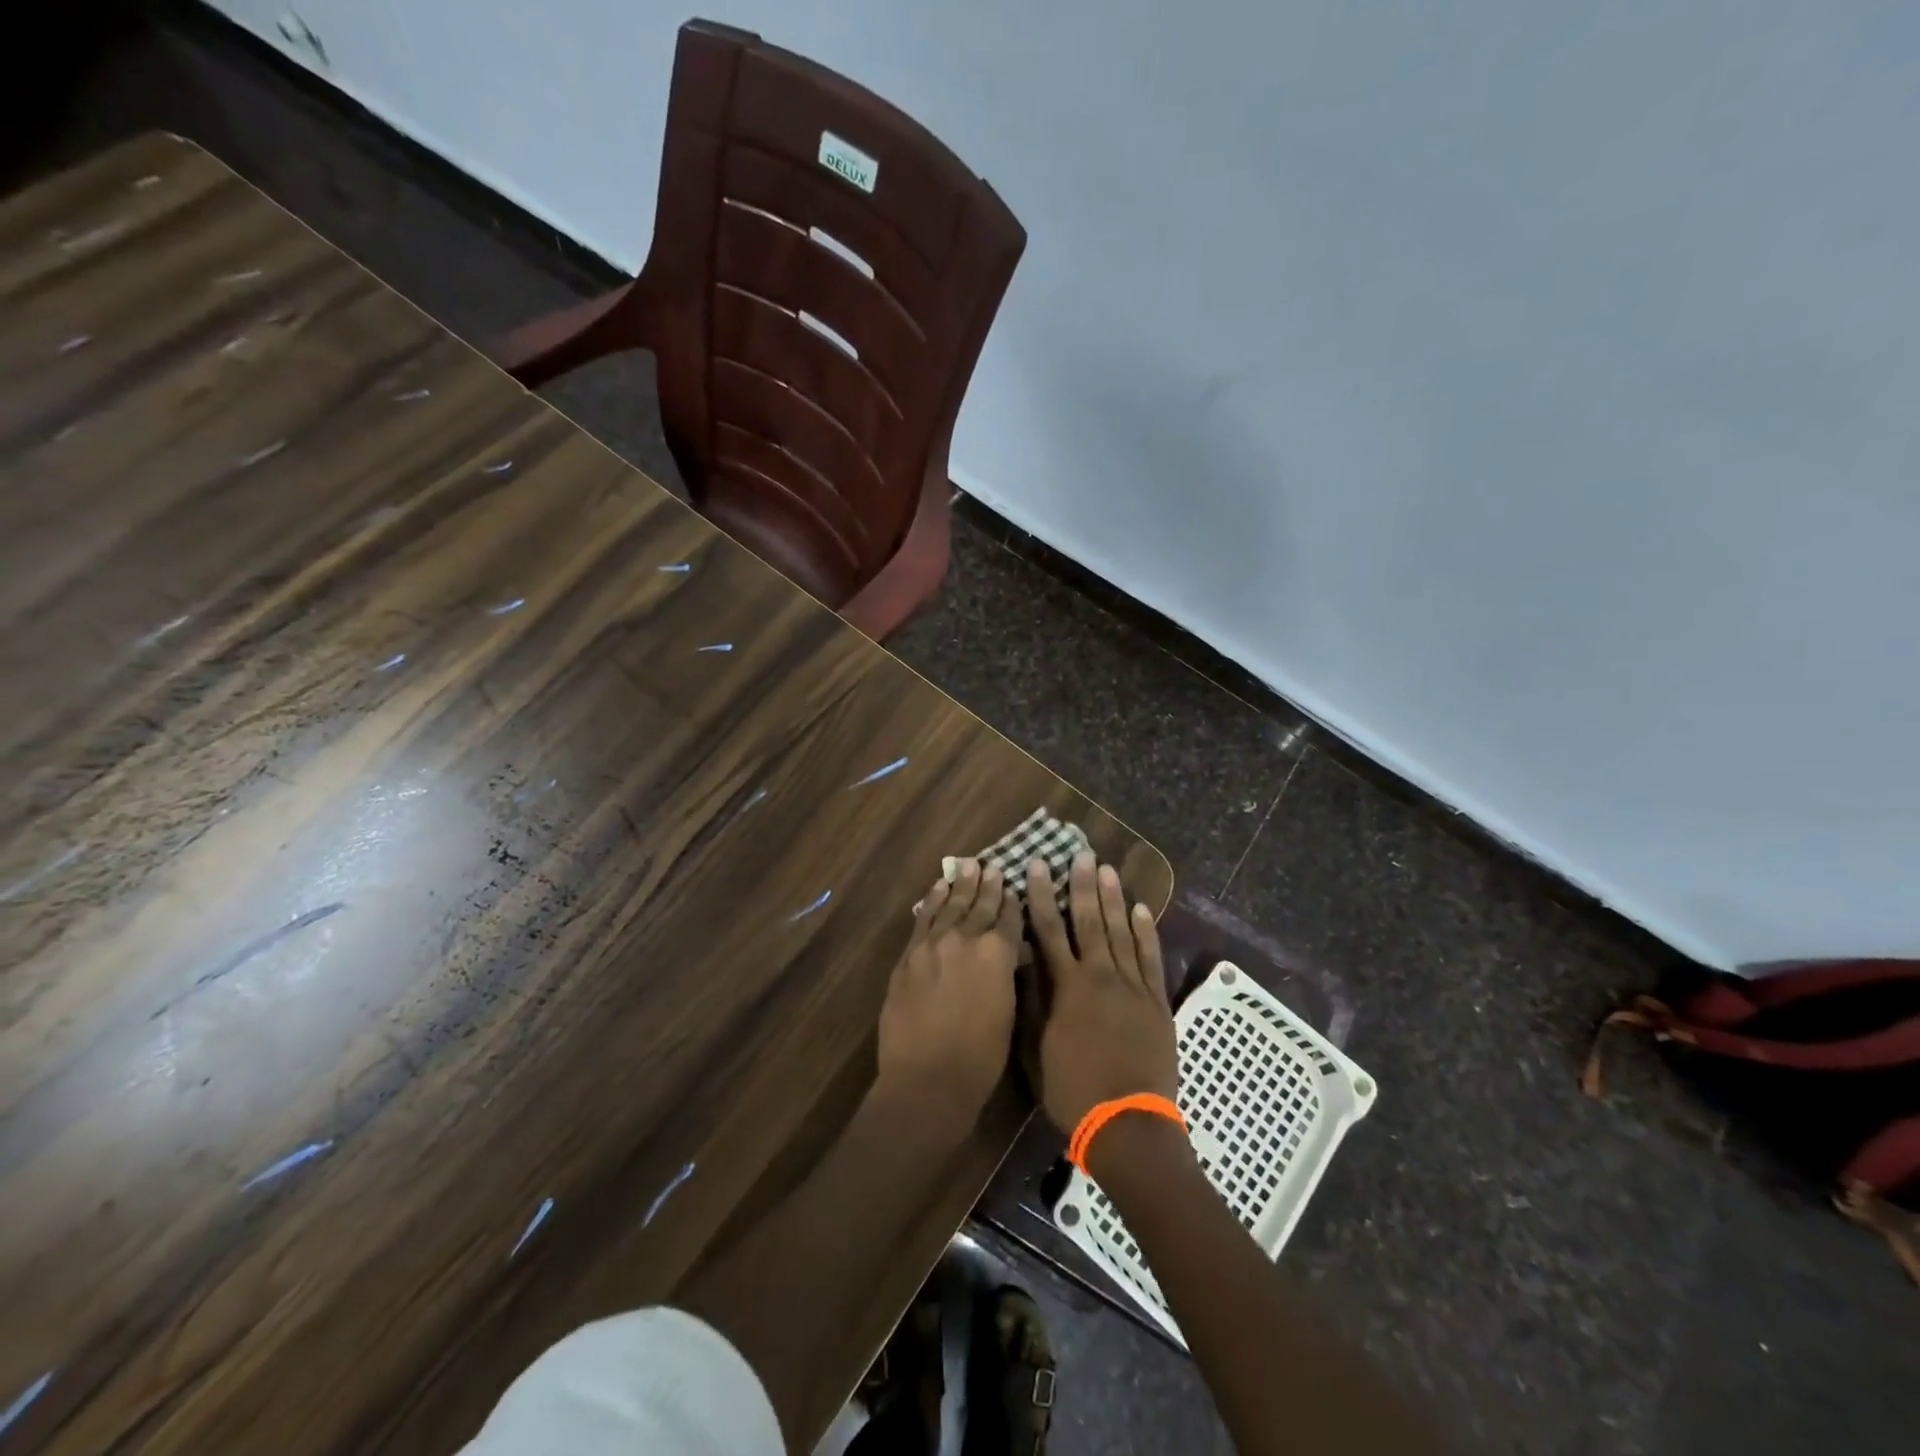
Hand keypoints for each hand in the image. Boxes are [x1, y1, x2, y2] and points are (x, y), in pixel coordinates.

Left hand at [875, 860, 1021, 1141]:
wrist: (926, 1079)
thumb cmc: (979, 1058)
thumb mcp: (1007, 1012)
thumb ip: (1006, 974)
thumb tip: (1010, 954)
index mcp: (998, 953)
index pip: (1009, 918)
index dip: (1013, 902)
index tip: (1014, 886)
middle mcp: (966, 938)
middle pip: (980, 905)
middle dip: (988, 886)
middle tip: (993, 866)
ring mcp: (933, 943)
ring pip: (951, 905)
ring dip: (961, 884)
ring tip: (968, 865)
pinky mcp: (909, 954)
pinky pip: (924, 918)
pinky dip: (933, 900)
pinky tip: (938, 887)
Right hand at [1027, 852, 1178, 1133]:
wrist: (1128, 1125)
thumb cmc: (1073, 1091)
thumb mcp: (1035, 1051)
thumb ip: (1030, 1003)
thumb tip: (1022, 961)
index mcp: (1066, 987)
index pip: (1049, 930)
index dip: (1040, 895)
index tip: (1036, 866)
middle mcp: (1100, 976)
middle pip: (1089, 921)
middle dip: (1082, 885)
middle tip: (1081, 854)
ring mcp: (1132, 986)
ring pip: (1121, 931)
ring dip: (1113, 899)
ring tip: (1108, 870)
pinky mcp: (1156, 1001)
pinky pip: (1151, 957)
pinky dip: (1146, 932)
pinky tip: (1142, 910)